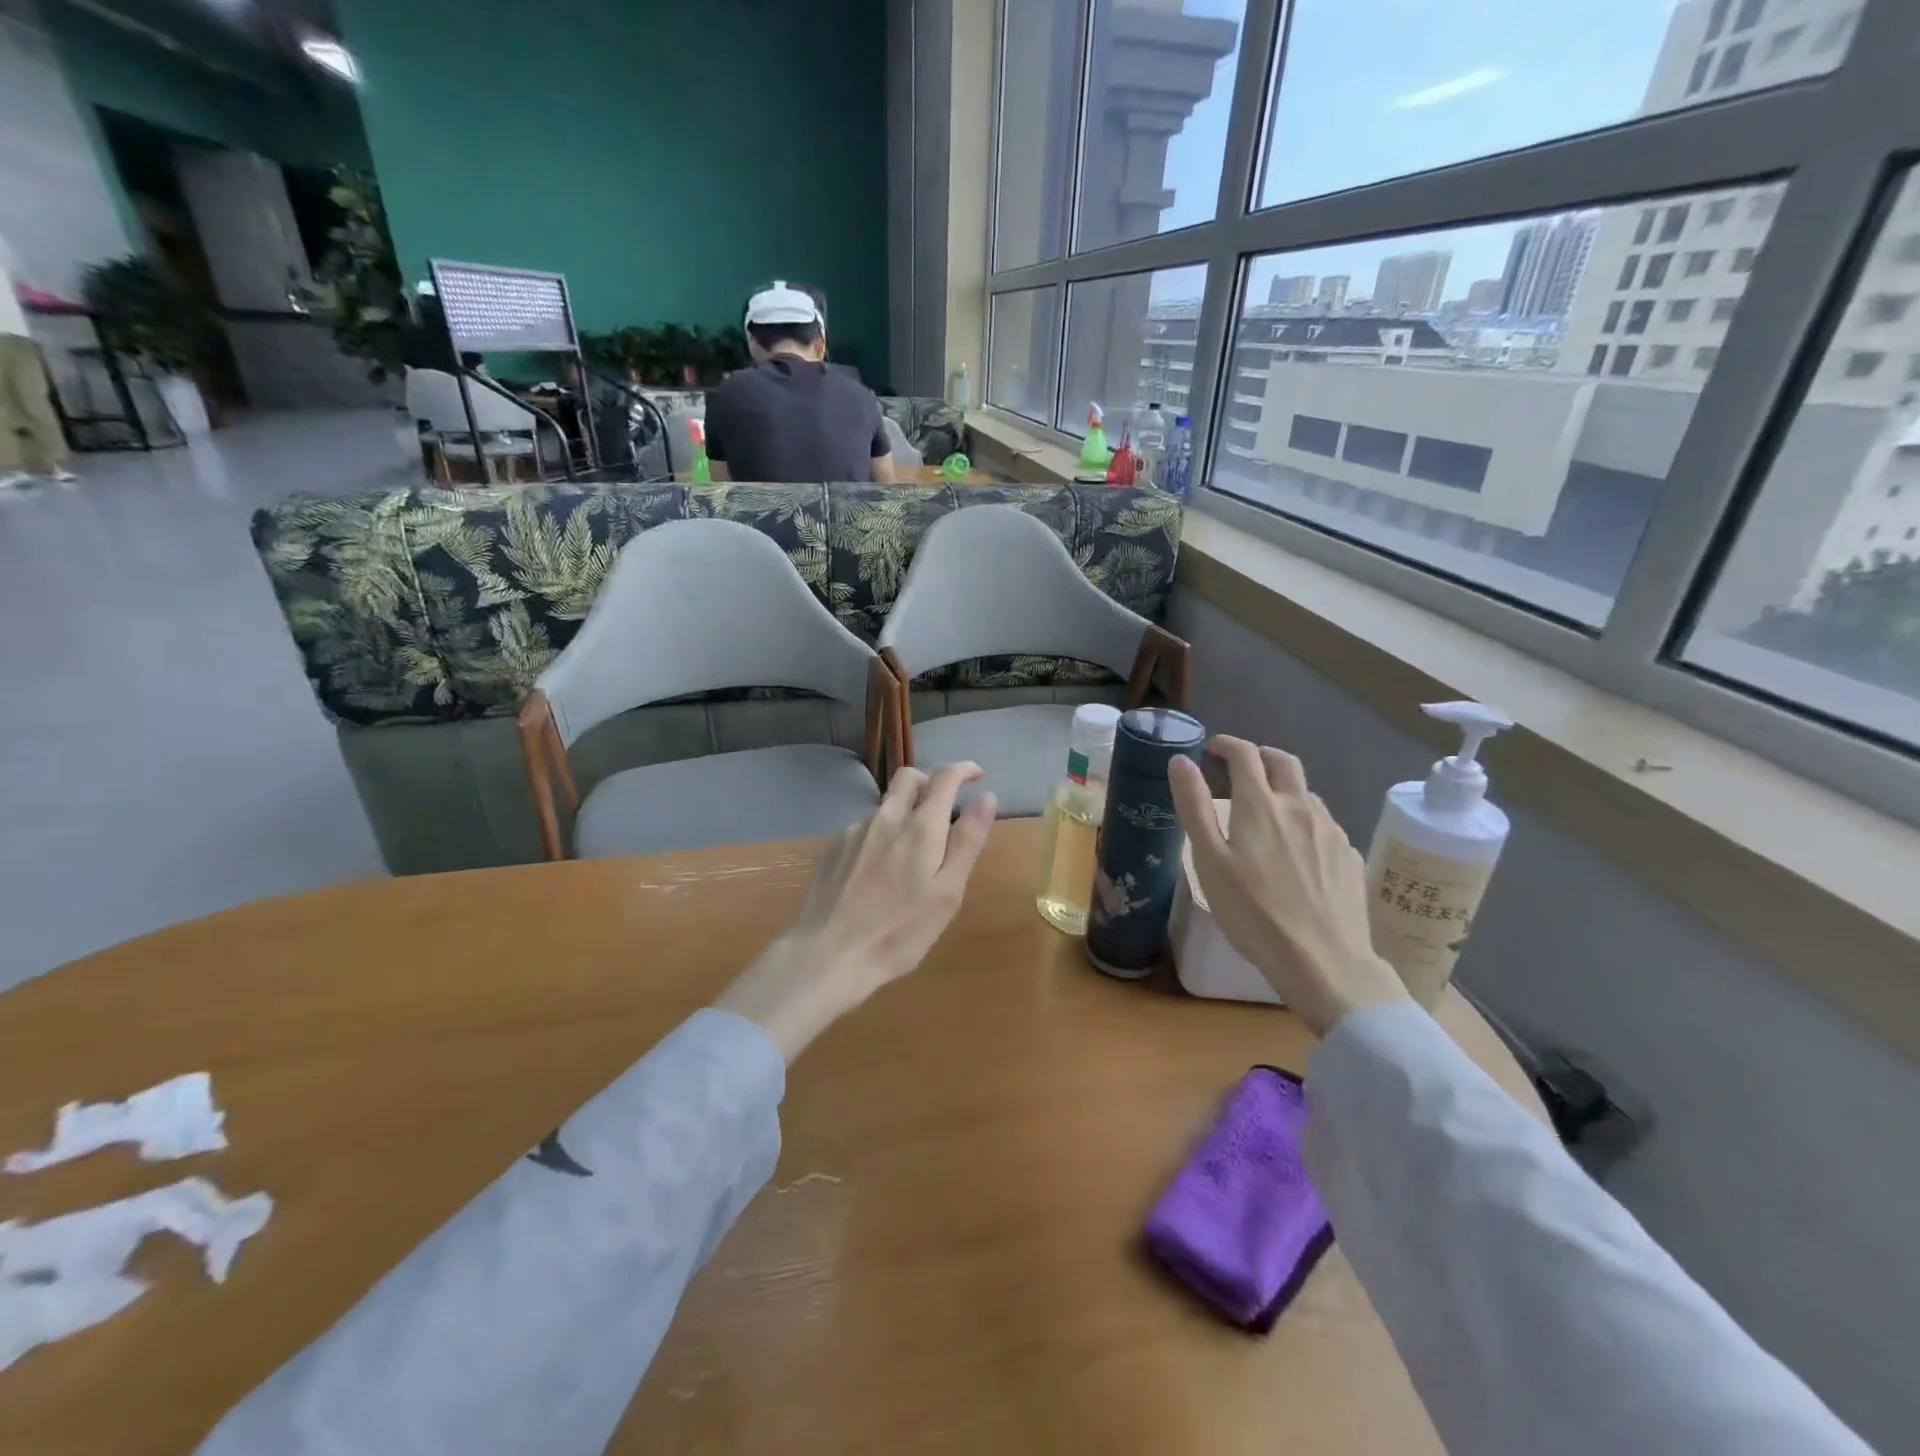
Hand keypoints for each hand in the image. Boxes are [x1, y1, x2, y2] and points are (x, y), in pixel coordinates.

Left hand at [715, 763, 997, 1059]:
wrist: (829, 955)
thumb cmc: (899, 931)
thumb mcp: (947, 892)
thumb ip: (967, 841)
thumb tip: (986, 797)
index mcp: (920, 827)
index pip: (944, 777)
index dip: (963, 769)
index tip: (976, 776)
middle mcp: (885, 817)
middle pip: (909, 778)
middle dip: (930, 781)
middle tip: (943, 808)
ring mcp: (854, 831)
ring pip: (885, 806)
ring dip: (903, 814)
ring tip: (908, 857)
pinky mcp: (832, 848)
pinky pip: (863, 828)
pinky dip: (879, 836)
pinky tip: (876, 873)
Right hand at [1168, 737, 1406, 1036]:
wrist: (1323, 962)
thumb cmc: (1253, 912)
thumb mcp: (1210, 861)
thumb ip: (1195, 807)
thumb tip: (1180, 761)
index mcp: (1261, 805)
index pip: (1245, 754)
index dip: (1226, 745)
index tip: (1211, 750)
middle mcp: (1300, 807)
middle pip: (1284, 762)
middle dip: (1260, 756)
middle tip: (1240, 770)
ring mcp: (1331, 831)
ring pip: (1307, 793)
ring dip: (1284, 790)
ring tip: (1267, 814)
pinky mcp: (1350, 856)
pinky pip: (1324, 825)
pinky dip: (1304, 822)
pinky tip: (1297, 852)